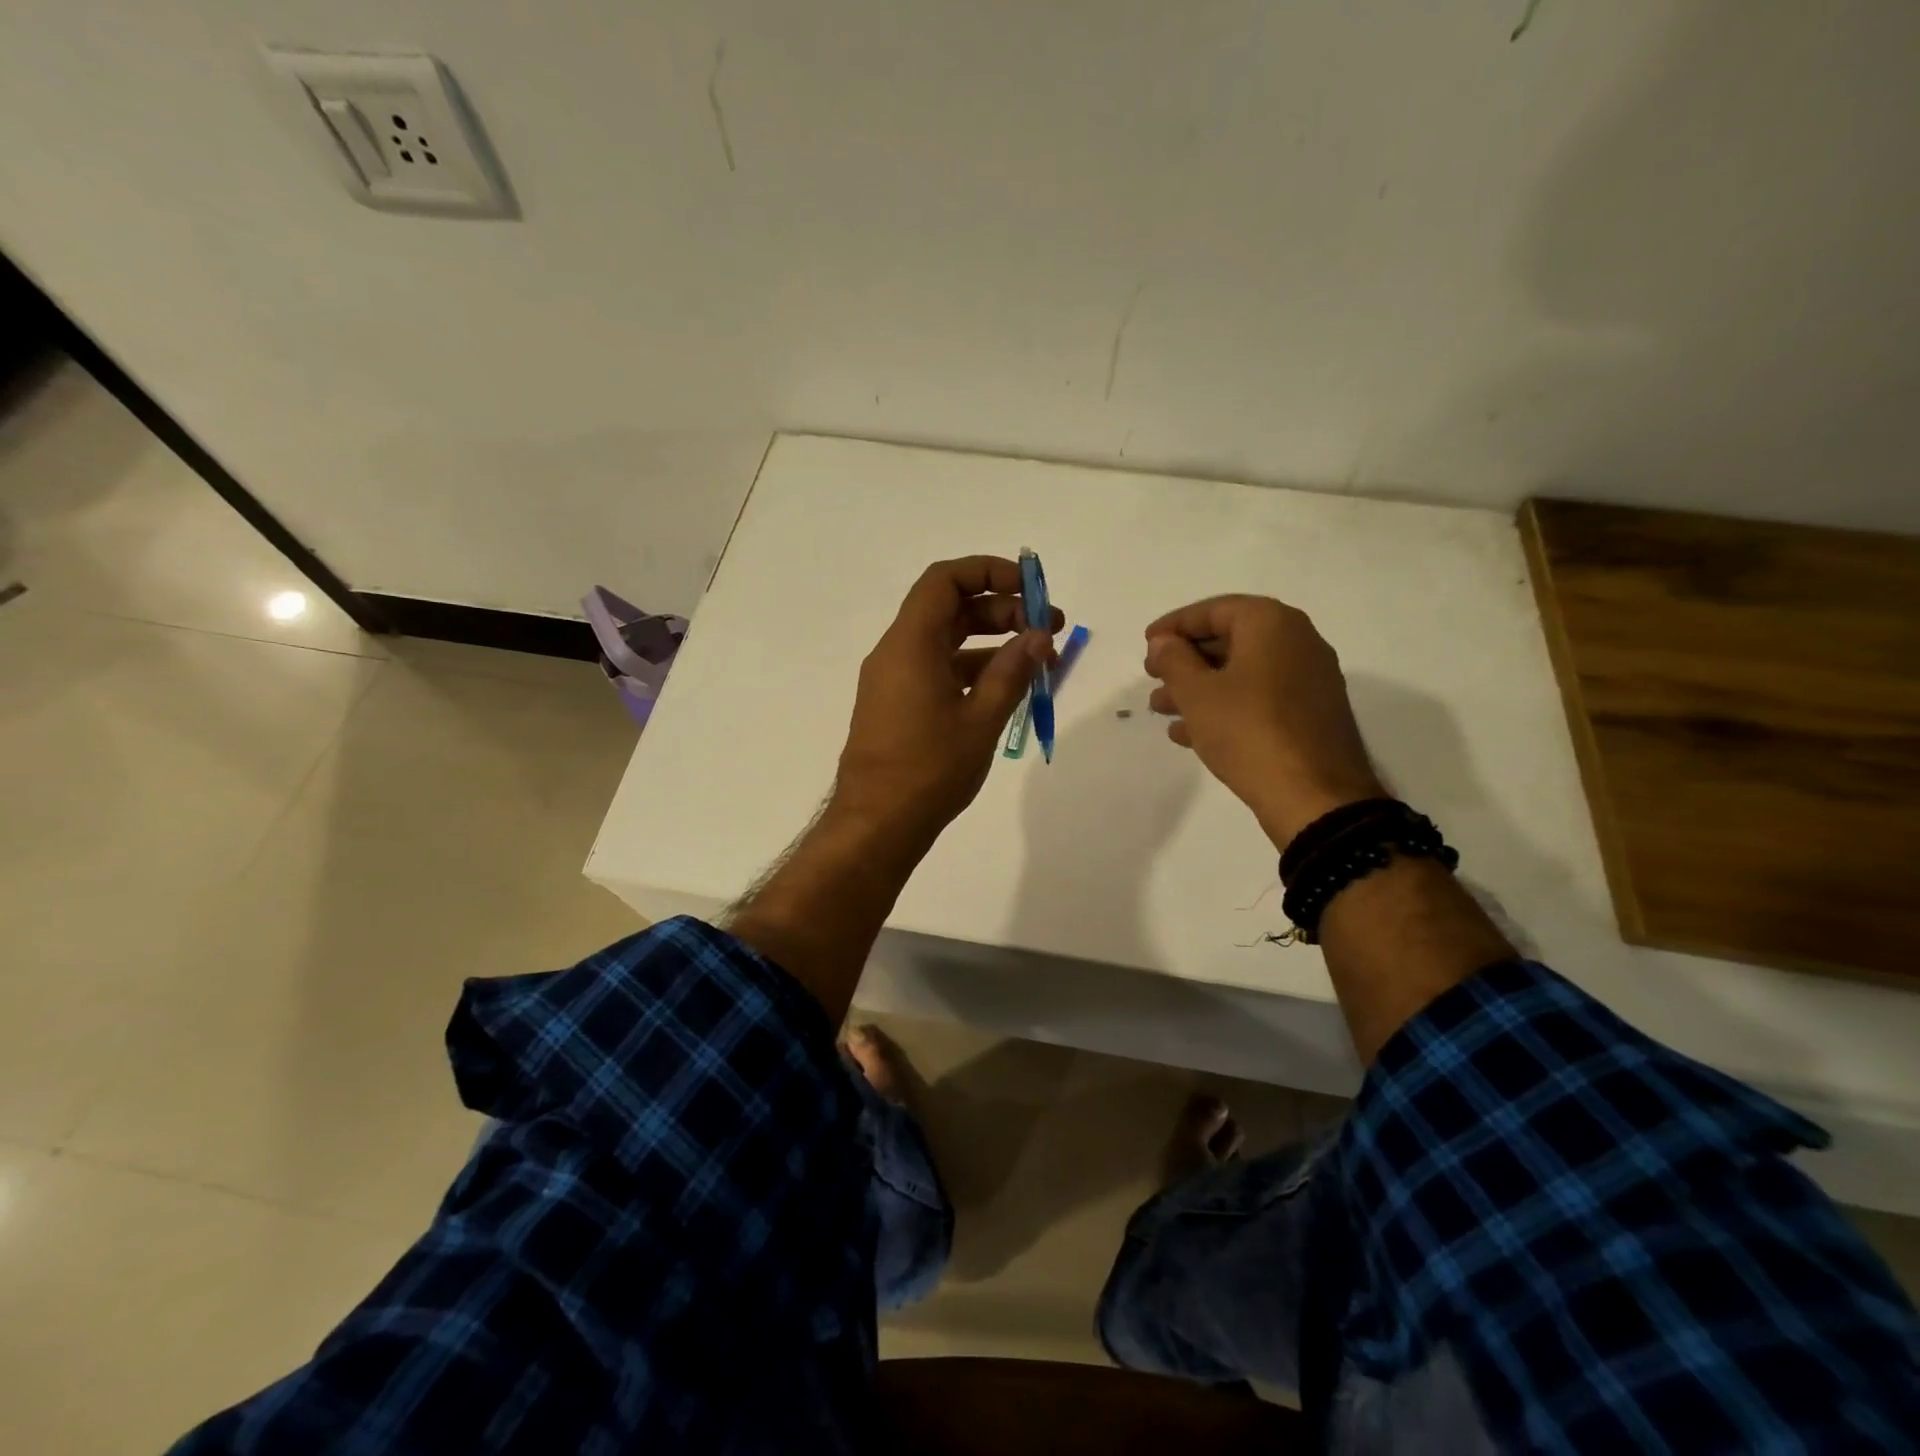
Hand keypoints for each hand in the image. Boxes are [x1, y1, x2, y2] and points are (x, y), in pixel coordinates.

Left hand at [833, 556, 1061, 847]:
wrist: (877, 824)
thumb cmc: (929, 770)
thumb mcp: (981, 719)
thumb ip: (1012, 671)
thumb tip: (1039, 636)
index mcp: (910, 644)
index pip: (945, 580)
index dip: (989, 572)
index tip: (1031, 589)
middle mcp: (896, 652)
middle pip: (950, 608)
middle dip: (1002, 609)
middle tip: (1048, 628)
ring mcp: (893, 679)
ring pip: (946, 640)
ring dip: (991, 641)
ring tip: (1038, 659)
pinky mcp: (897, 704)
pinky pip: (937, 668)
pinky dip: (972, 668)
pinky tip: (1006, 686)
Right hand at [1143, 595, 1383, 849]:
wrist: (1314, 796)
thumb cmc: (1248, 731)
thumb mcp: (1197, 693)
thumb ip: (1173, 660)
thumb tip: (1164, 642)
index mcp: (1272, 624)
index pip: (1213, 610)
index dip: (1174, 625)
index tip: (1147, 644)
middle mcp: (1297, 641)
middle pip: (1229, 640)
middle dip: (1185, 660)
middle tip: (1152, 676)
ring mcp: (1308, 679)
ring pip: (1241, 672)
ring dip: (1199, 686)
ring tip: (1162, 709)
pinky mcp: (1310, 714)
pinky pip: (1259, 697)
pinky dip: (1225, 706)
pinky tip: (1190, 733)